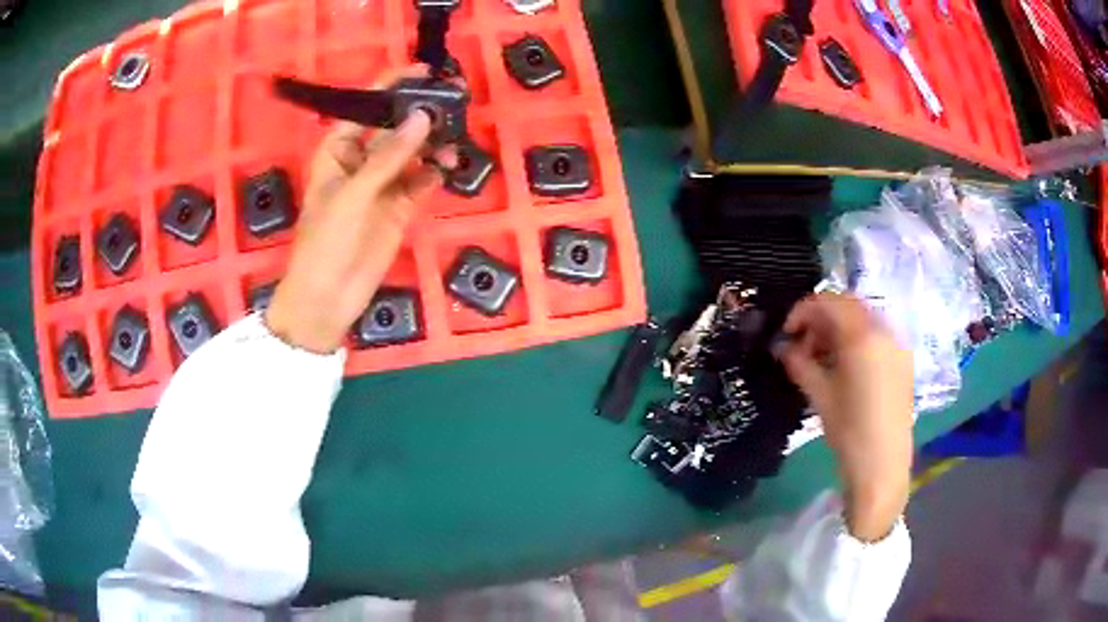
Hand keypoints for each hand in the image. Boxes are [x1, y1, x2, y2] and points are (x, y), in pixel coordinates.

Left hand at [266, 67, 445, 353]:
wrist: (328, 297)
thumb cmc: (326, 240)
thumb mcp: (353, 194)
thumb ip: (389, 156)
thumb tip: (423, 116)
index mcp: (338, 149)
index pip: (366, 108)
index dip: (391, 86)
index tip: (422, 70)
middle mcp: (362, 160)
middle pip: (394, 126)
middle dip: (420, 113)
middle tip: (453, 100)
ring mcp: (383, 183)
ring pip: (413, 151)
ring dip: (433, 141)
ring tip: (454, 135)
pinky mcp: (400, 205)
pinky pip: (422, 179)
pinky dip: (436, 170)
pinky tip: (450, 163)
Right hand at [779, 292, 913, 541]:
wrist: (883, 466)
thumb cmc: (849, 432)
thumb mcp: (820, 396)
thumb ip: (799, 363)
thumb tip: (782, 347)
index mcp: (862, 336)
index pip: (828, 302)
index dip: (802, 311)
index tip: (787, 333)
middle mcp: (883, 329)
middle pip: (847, 305)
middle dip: (821, 318)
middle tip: (802, 345)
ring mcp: (896, 343)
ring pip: (862, 318)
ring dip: (838, 328)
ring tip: (821, 358)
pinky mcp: (902, 359)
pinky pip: (876, 334)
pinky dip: (856, 339)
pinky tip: (844, 366)